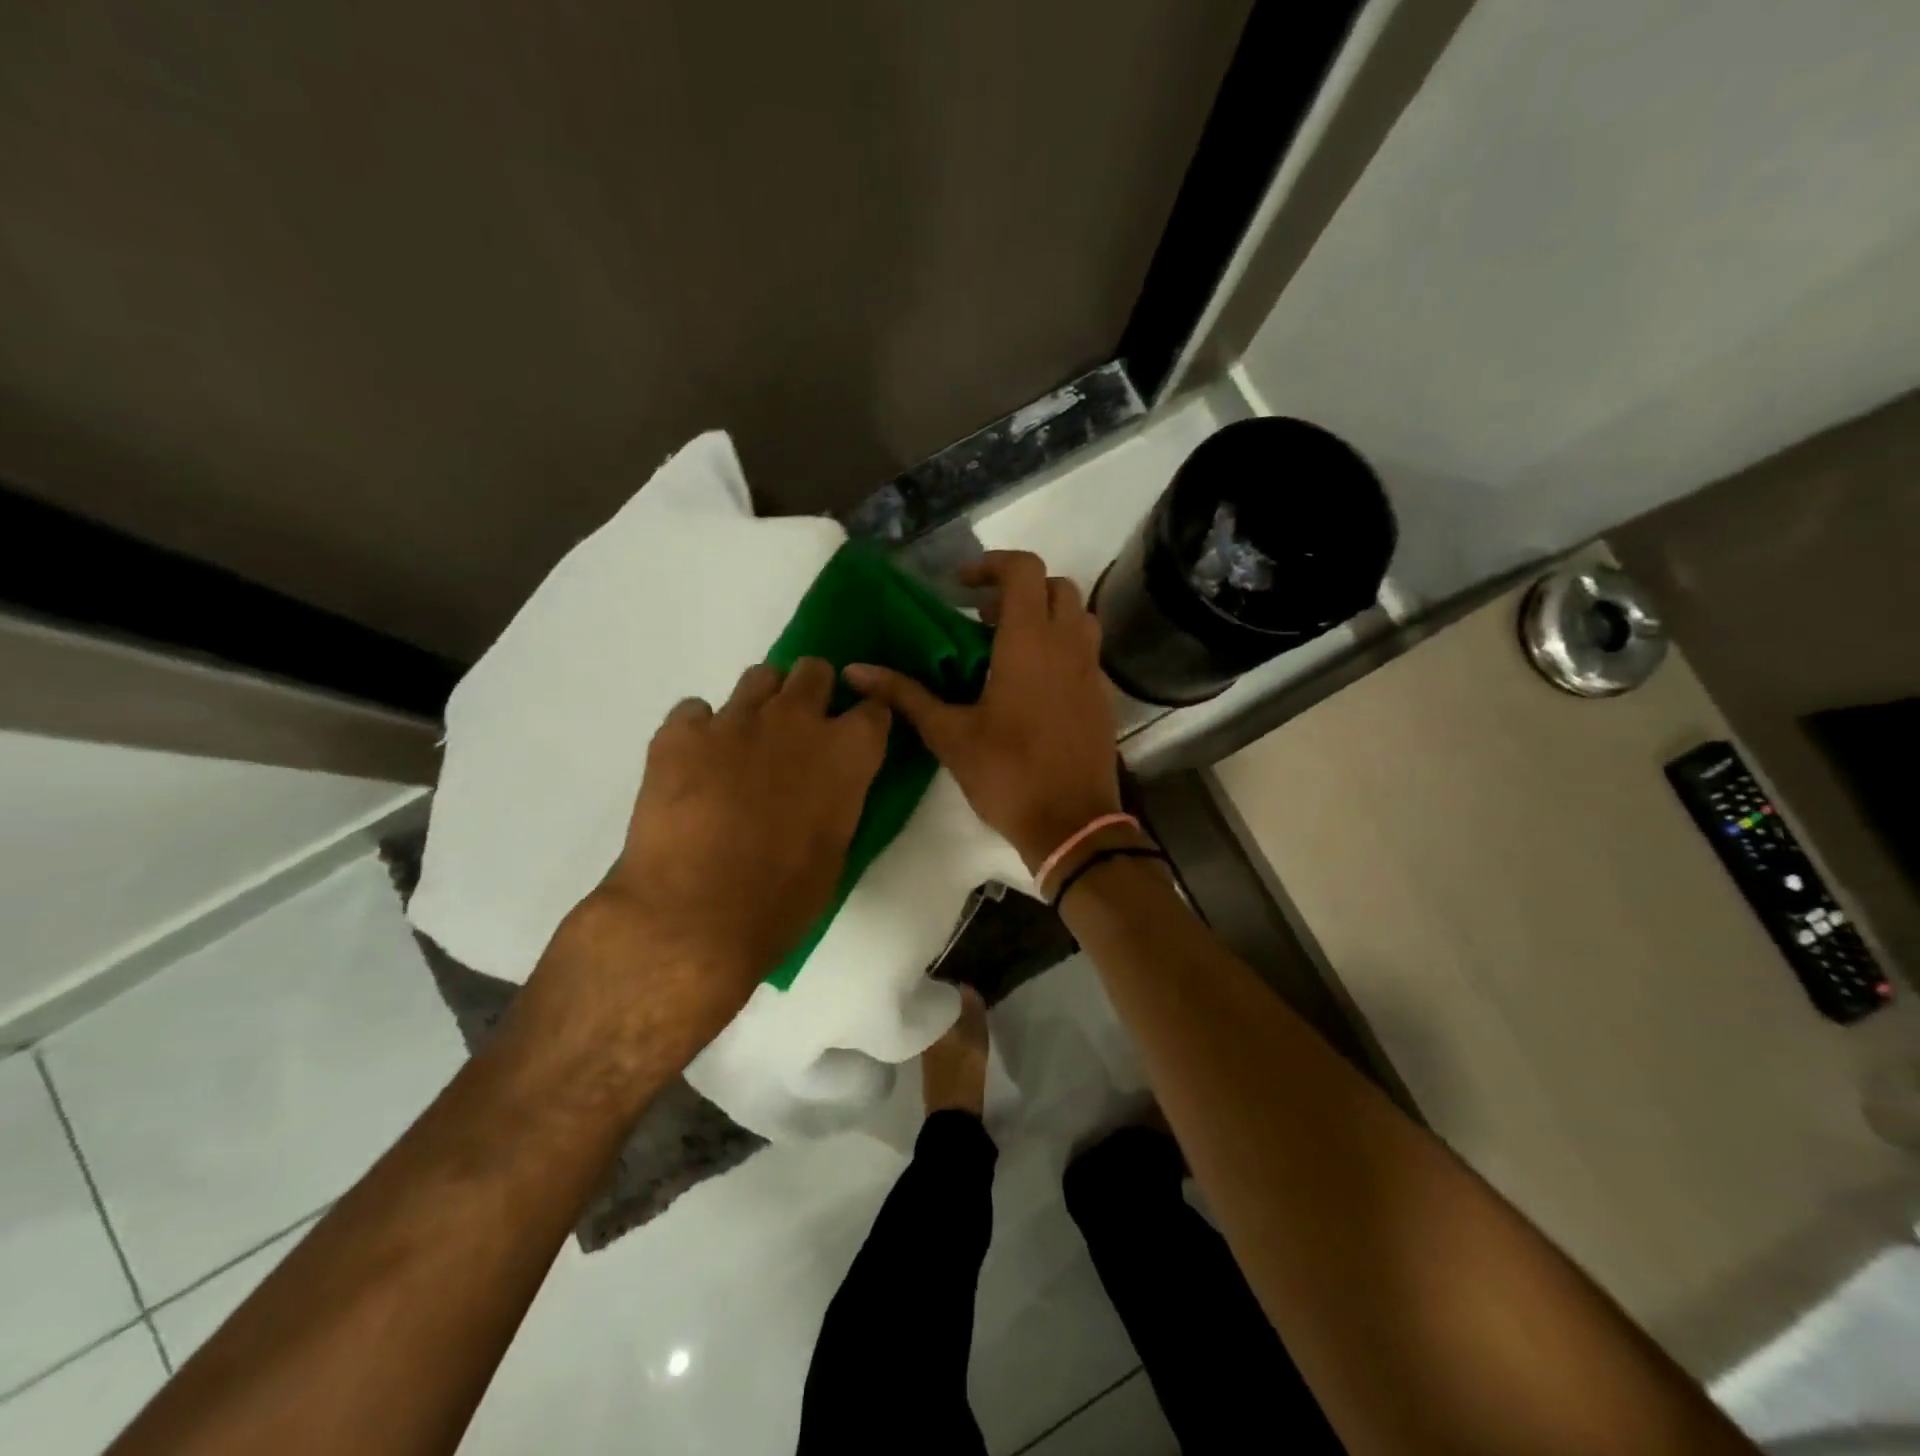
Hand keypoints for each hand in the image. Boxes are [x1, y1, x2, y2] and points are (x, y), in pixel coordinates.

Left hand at [578, 657, 890, 1019]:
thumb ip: (837, 798)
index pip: (874, 707)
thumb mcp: (835, 848)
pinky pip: (695, 710)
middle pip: (815, 671)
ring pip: (760, 677)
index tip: (855, 737)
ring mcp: (735, 719)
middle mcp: (796, 720)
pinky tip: (694, 766)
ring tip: (747, 743)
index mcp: (847, 751)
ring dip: (763, 703)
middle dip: (814, 693)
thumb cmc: (781, 899)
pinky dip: (700, 731)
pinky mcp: (680, 733)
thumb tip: (824, 787)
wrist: (694, 917)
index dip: (866, 721)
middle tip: (800, 732)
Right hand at [845, 550, 1120, 871]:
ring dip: (1044, 615)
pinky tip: (1030, 684)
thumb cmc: (1008, 774)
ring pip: (1077, 616)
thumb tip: (855, 671)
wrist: (1072, 824)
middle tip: (981, 619)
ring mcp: (1092, 670)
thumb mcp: (949, 735)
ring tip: (1006, 646)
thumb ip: (905, 695)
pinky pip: (1085, 650)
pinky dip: (1060, 646)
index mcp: (1030, 643)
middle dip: (1018, 589)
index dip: (991, 564)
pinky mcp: (1102, 696)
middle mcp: (1068, 645)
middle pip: (1055, 586)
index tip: (961, 586)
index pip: (1024, 569)